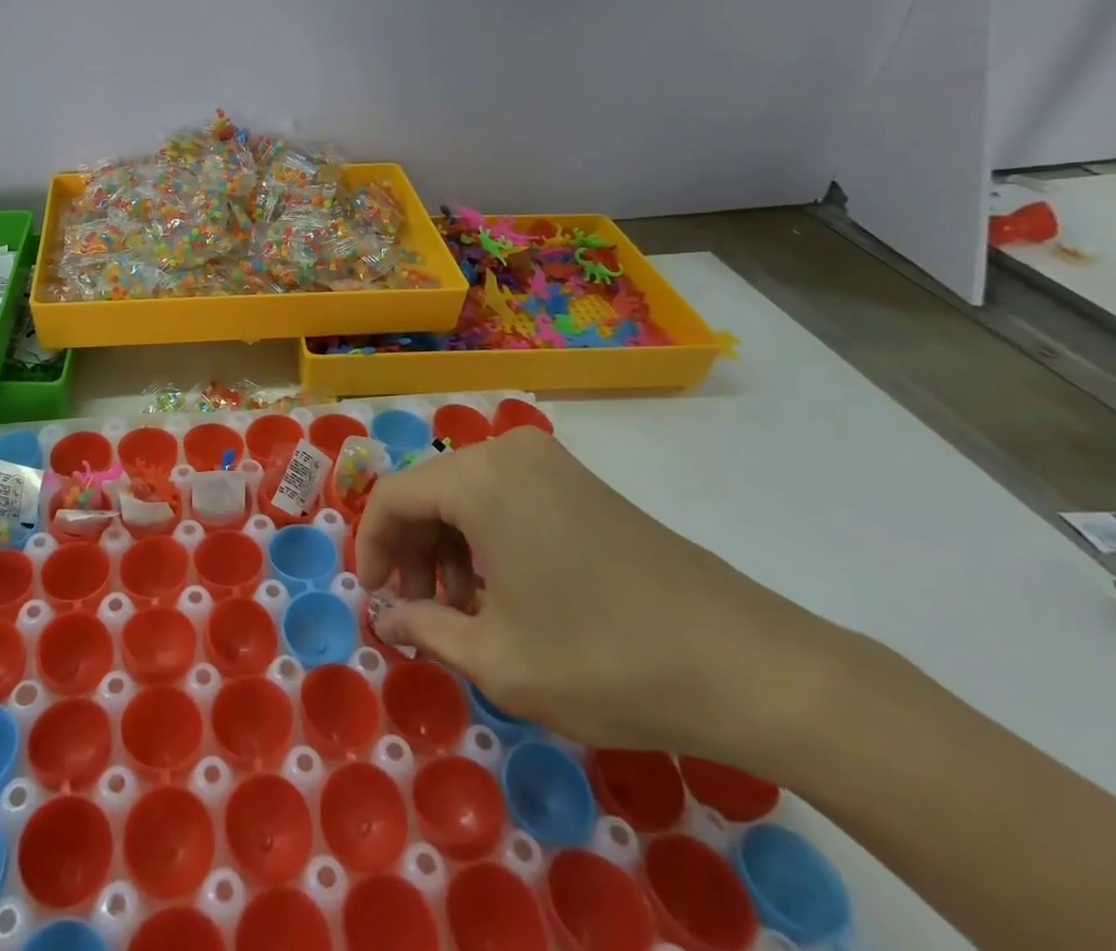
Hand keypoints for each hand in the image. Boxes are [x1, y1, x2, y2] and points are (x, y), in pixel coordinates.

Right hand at [356, 426, 840, 757]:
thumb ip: (426, 630)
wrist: (744, 662)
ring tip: (462, 611)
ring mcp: (552, 463)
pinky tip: (506, 593)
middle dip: (411, 550)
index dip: (371, 548)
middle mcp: (509, 452)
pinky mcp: (582, 483)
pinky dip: (488, 538)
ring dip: (449, 547)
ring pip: (468, 494)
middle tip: (415, 611)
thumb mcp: (497, 659)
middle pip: (430, 490)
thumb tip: (388, 619)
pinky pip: (508, 497)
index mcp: (479, 478)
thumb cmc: (602, 658)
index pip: (393, 497)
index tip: (374, 599)